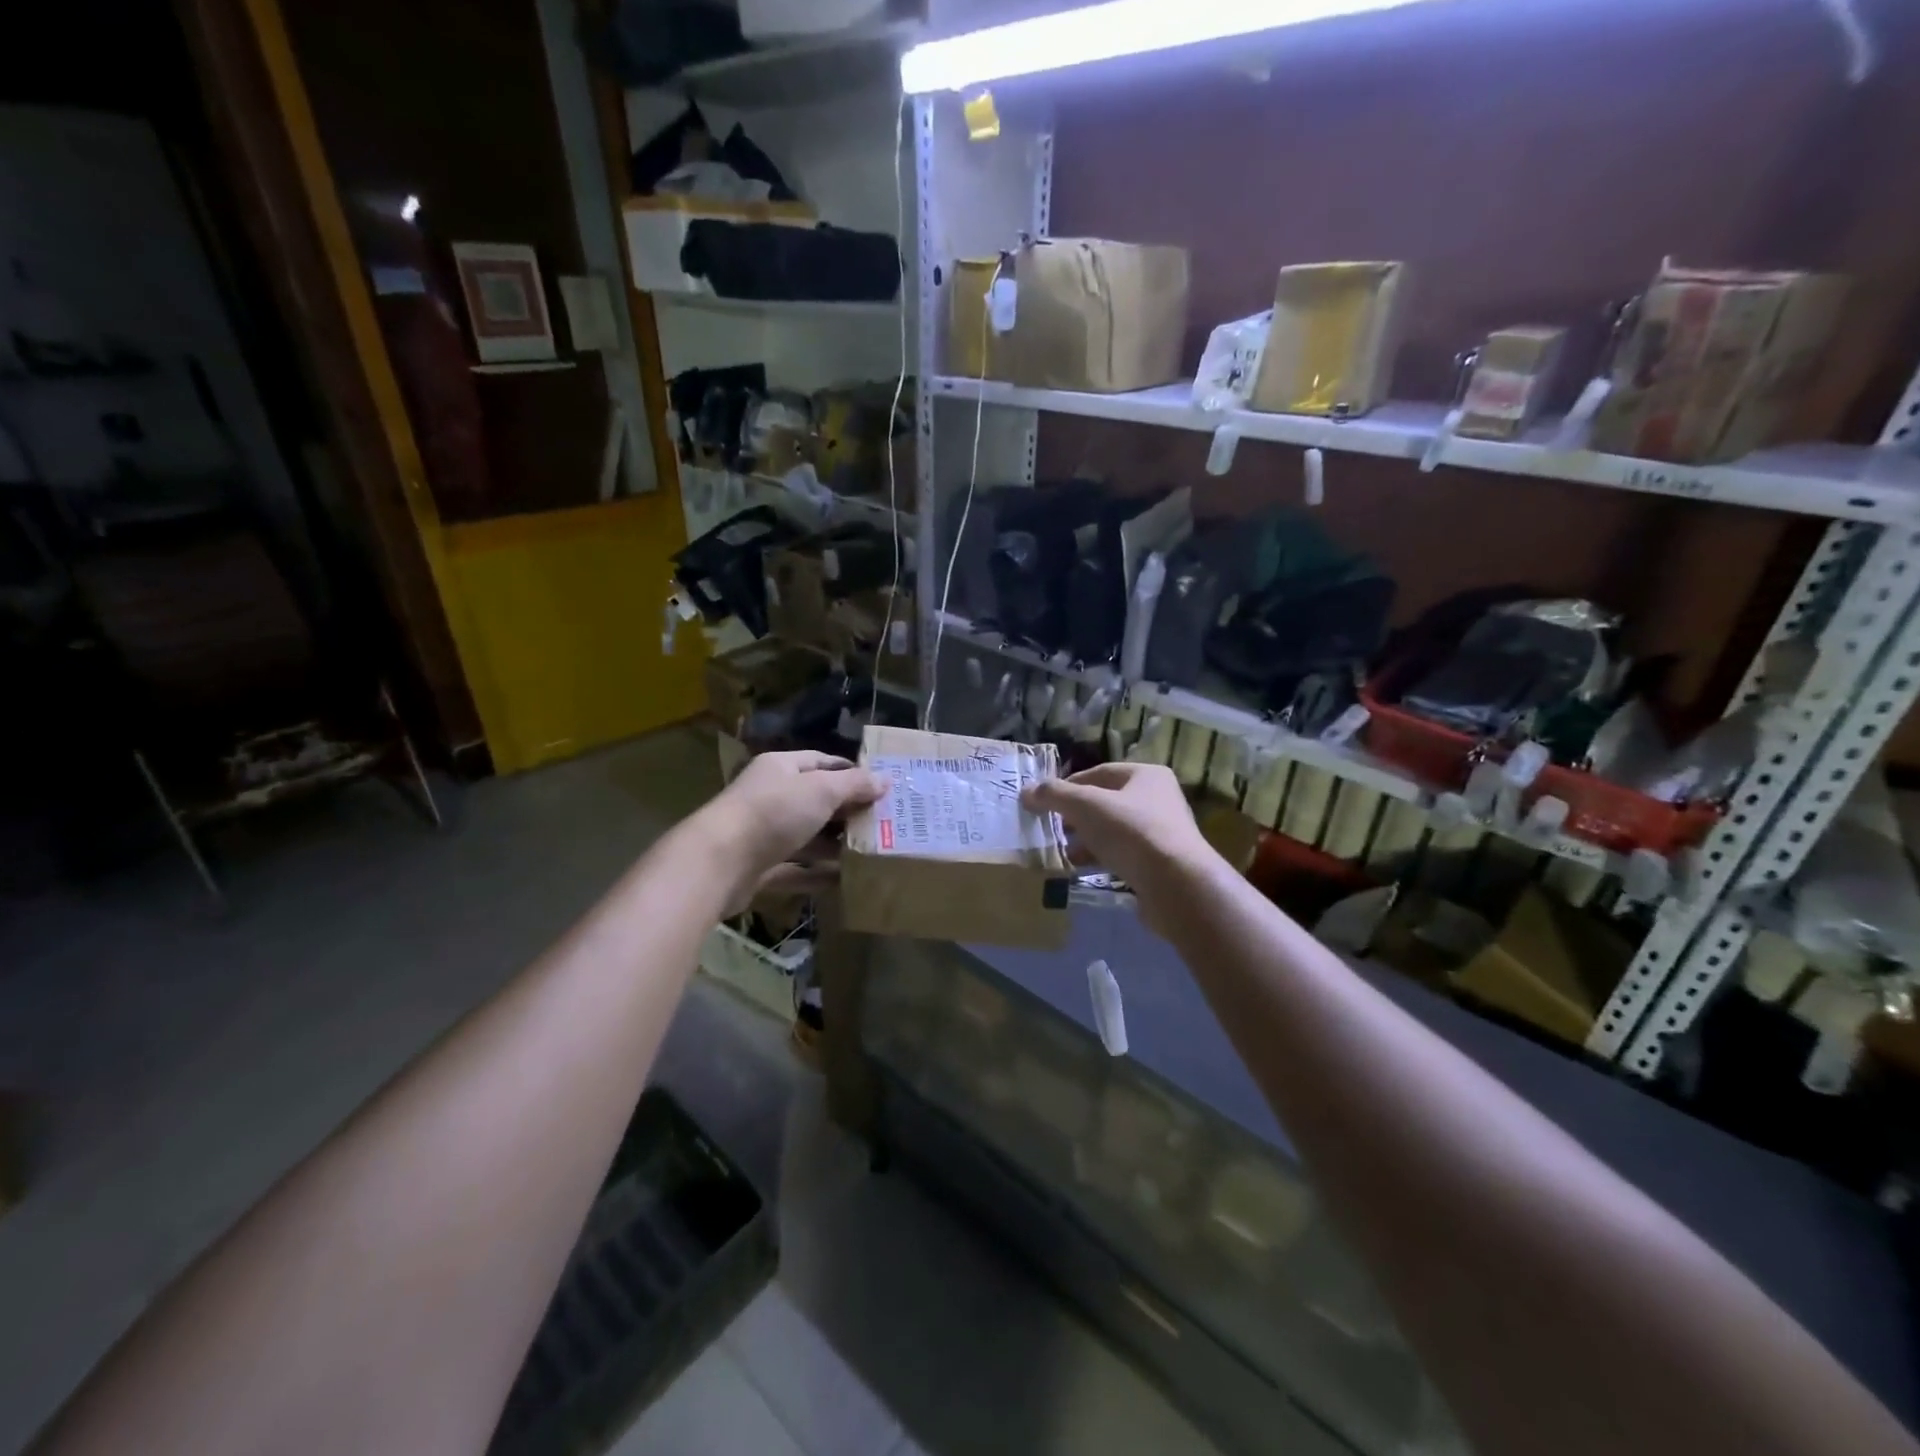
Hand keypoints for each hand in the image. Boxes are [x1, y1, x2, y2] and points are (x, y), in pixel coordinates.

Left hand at [693, 751, 885, 914]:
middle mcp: (770, 796)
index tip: (880, 788)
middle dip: (847, 812)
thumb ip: (854, 784)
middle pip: (815, 800)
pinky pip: (794, 869)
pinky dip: (817, 874)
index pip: (821, 762)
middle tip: (882, 823)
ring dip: (834, 845)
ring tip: (870, 853)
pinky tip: (844, 880)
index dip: (851, 773)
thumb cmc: (774, 812)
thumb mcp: (821, 790)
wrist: (719, 862)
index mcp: (781, 768)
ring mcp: (763, 833)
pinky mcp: (759, 868)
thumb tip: (885, 779)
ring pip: (806, 836)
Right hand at [1022, 762, 1220, 932]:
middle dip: (1076, 816)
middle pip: (1106, 803)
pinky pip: (1123, 855)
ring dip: (1086, 840)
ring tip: (1063, 853)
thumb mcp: (1085, 806)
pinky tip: (1083, 870)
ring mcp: (1162, 833)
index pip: (1098, 773)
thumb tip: (1027, 791)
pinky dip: (1101, 859)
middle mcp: (1158, 799)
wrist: (1176, 884)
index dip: (1068, 786)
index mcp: (1146, 775)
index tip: (1044, 803)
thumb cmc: (1131, 832)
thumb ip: (1054, 795)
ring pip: (1113, 831)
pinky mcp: (1160, 864)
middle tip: (1051, 829)